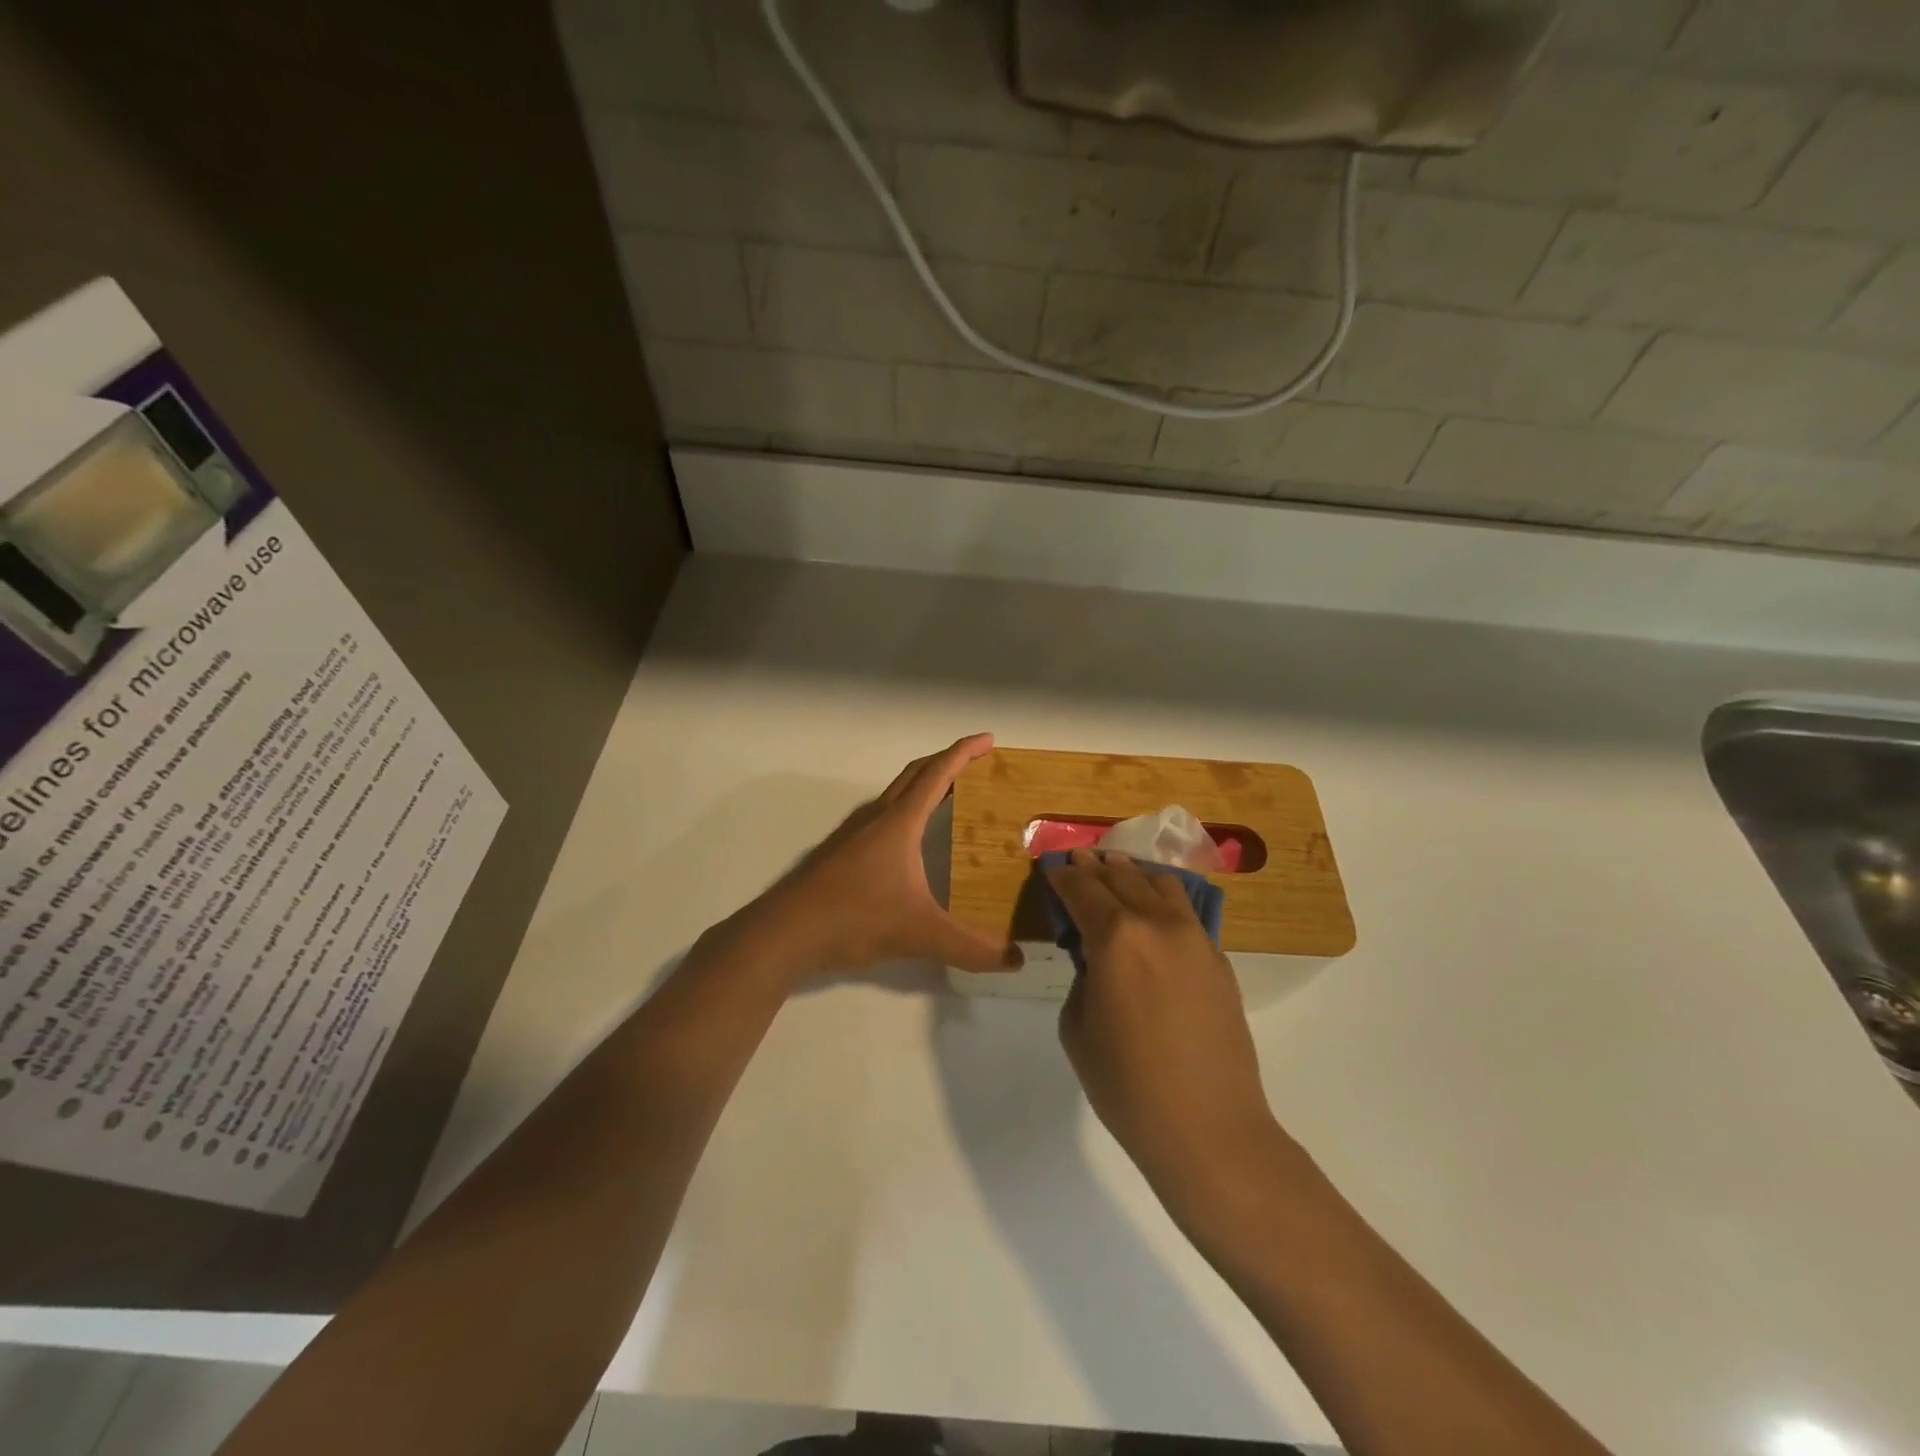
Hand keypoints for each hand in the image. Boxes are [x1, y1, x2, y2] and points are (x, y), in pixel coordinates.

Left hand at [738, 734, 1023, 983]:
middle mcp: (876, 818)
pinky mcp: (840, 852)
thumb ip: (971, 948)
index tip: (988, 739)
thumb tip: (1017, 959)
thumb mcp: (921, 934)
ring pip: (894, 795)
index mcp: (899, 823)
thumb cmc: (855, 918)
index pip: (937, 774)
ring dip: (923, 786)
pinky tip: (909, 843)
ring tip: (949, 799)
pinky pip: (881, 817)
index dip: (964, 753)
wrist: (785, 932)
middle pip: (915, 774)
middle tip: (976, 764)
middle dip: (946, 762)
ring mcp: (853, 833)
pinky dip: (905, 812)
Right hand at [1047, 850, 1281, 1203]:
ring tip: (1118, 869)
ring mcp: (1195, 939)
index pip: (1082, 890)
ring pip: (1162, 884)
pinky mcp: (1219, 960)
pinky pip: (1186, 913)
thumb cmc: (1127, 1085)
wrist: (1209, 1128)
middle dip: (1095, 867)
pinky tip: (1154, 909)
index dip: (1063, 876)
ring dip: (1133, 873)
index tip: (1052, 867)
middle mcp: (1157, 924)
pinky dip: (1163, 899)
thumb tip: (1096, 960)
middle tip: (1079, 860)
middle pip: (1122, 877)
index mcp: (1116, 937)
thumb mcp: (1078, 1028)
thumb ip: (1082, 978)